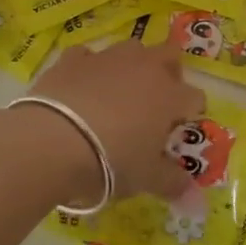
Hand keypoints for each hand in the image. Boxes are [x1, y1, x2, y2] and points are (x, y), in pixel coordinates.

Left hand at [36, 40, 206, 201]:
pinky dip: (89, 69)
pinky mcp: (72, 59)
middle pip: (169, 56)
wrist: (51, 142)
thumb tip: (193, 195)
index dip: (189, 114)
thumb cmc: (112, 161)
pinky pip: (88, 57)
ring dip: (131, 66)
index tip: (176, 132)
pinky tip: (81, 88)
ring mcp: (108, 59)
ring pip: (131, 49)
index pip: (194, 97)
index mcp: (170, 95)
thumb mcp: (147, 179)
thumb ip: (173, 183)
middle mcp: (144, 68)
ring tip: (119, 93)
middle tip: (157, 100)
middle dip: (169, 73)